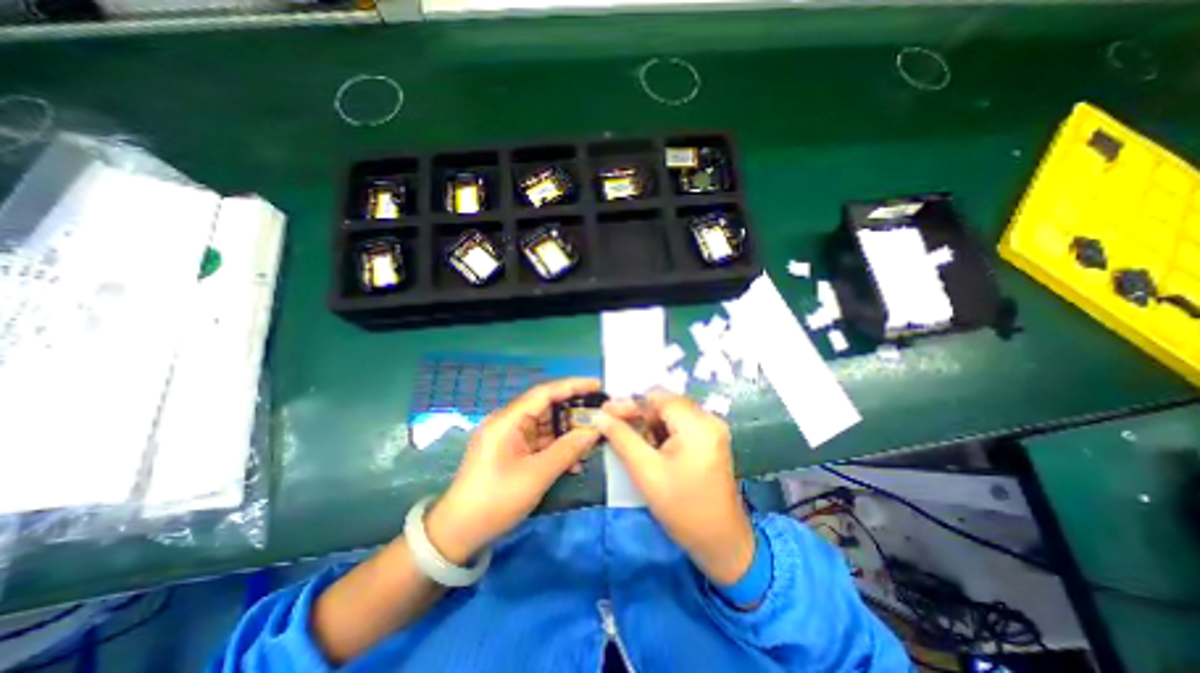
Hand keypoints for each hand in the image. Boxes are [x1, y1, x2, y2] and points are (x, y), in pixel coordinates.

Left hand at [427, 380, 604, 563]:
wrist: (458, 534)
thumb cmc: (496, 500)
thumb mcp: (536, 475)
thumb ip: (567, 450)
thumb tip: (594, 431)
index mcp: (508, 420)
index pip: (545, 393)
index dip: (573, 386)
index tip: (597, 386)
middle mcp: (508, 423)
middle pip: (547, 408)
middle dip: (574, 413)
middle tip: (600, 417)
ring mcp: (509, 438)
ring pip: (545, 426)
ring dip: (567, 434)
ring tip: (592, 441)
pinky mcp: (511, 452)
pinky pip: (539, 443)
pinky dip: (557, 449)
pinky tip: (574, 462)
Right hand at [598, 391, 751, 586]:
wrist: (721, 543)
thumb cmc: (683, 509)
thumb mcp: (646, 472)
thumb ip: (621, 438)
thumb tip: (599, 416)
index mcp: (697, 424)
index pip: (657, 397)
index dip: (628, 402)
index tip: (604, 411)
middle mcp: (708, 419)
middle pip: (664, 403)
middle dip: (636, 412)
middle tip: (609, 423)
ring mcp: (711, 429)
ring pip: (670, 413)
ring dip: (646, 422)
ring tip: (624, 435)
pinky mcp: (710, 439)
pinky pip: (679, 424)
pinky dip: (659, 430)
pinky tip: (644, 443)